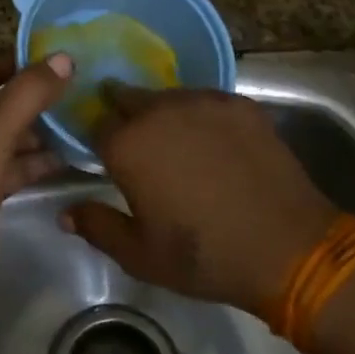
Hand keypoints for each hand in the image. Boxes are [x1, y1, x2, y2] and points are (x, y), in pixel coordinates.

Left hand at [0, 53, 72, 304]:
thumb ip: (30, 92)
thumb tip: (64, 57)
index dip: (23, 62)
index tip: (62, 57)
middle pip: (2, 103)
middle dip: (38, 98)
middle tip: (82, 88)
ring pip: (11, 136)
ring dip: (42, 131)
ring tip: (83, 118)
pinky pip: (16, 166)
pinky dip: (39, 161)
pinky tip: (71, 155)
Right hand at [61, 85, 338, 315]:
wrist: (289, 247)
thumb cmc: (205, 257)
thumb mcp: (141, 256)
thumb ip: (98, 227)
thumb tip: (65, 212)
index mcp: (128, 145)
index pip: (96, 125)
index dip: (99, 140)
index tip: (106, 156)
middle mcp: (159, 111)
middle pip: (128, 98)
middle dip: (125, 115)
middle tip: (139, 145)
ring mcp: (202, 101)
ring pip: (168, 96)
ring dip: (163, 114)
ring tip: (178, 143)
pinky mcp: (239, 103)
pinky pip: (207, 101)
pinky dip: (202, 116)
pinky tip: (215, 143)